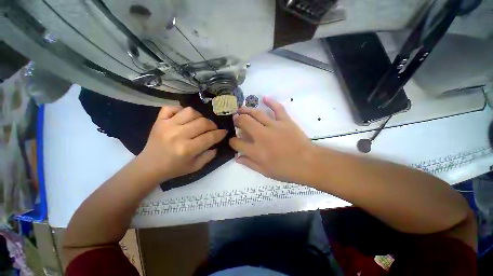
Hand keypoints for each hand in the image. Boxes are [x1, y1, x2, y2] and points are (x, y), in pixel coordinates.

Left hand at [138, 106, 226, 180]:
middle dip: (212, 125)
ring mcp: (167, 125)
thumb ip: (209, 156)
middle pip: (203, 122)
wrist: (149, 166)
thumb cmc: (174, 168)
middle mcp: (178, 135)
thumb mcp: (195, 167)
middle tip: (213, 129)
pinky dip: (180, 110)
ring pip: (190, 111)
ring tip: (199, 122)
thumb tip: (216, 144)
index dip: (220, 133)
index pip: (210, 137)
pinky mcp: (159, 121)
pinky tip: (184, 117)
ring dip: (199, 116)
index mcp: (187, 149)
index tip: (224, 132)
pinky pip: (171, 107)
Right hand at [229, 97, 316, 183]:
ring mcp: (274, 126)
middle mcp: (262, 136)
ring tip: (241, 108)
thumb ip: (249, 163)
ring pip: (257, 113)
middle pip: (244, 122)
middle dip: (237, 120)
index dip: (232, 141)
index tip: (233, 140)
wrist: (308, 163)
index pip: (237, 143)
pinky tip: (264, 98)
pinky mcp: (285, 121)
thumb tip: (237, 157)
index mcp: (256, 151)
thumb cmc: (286, 170)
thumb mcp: (265, 171)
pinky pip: (277, 108)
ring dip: (247, 110)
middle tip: (235, 119)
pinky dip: (271, 102)